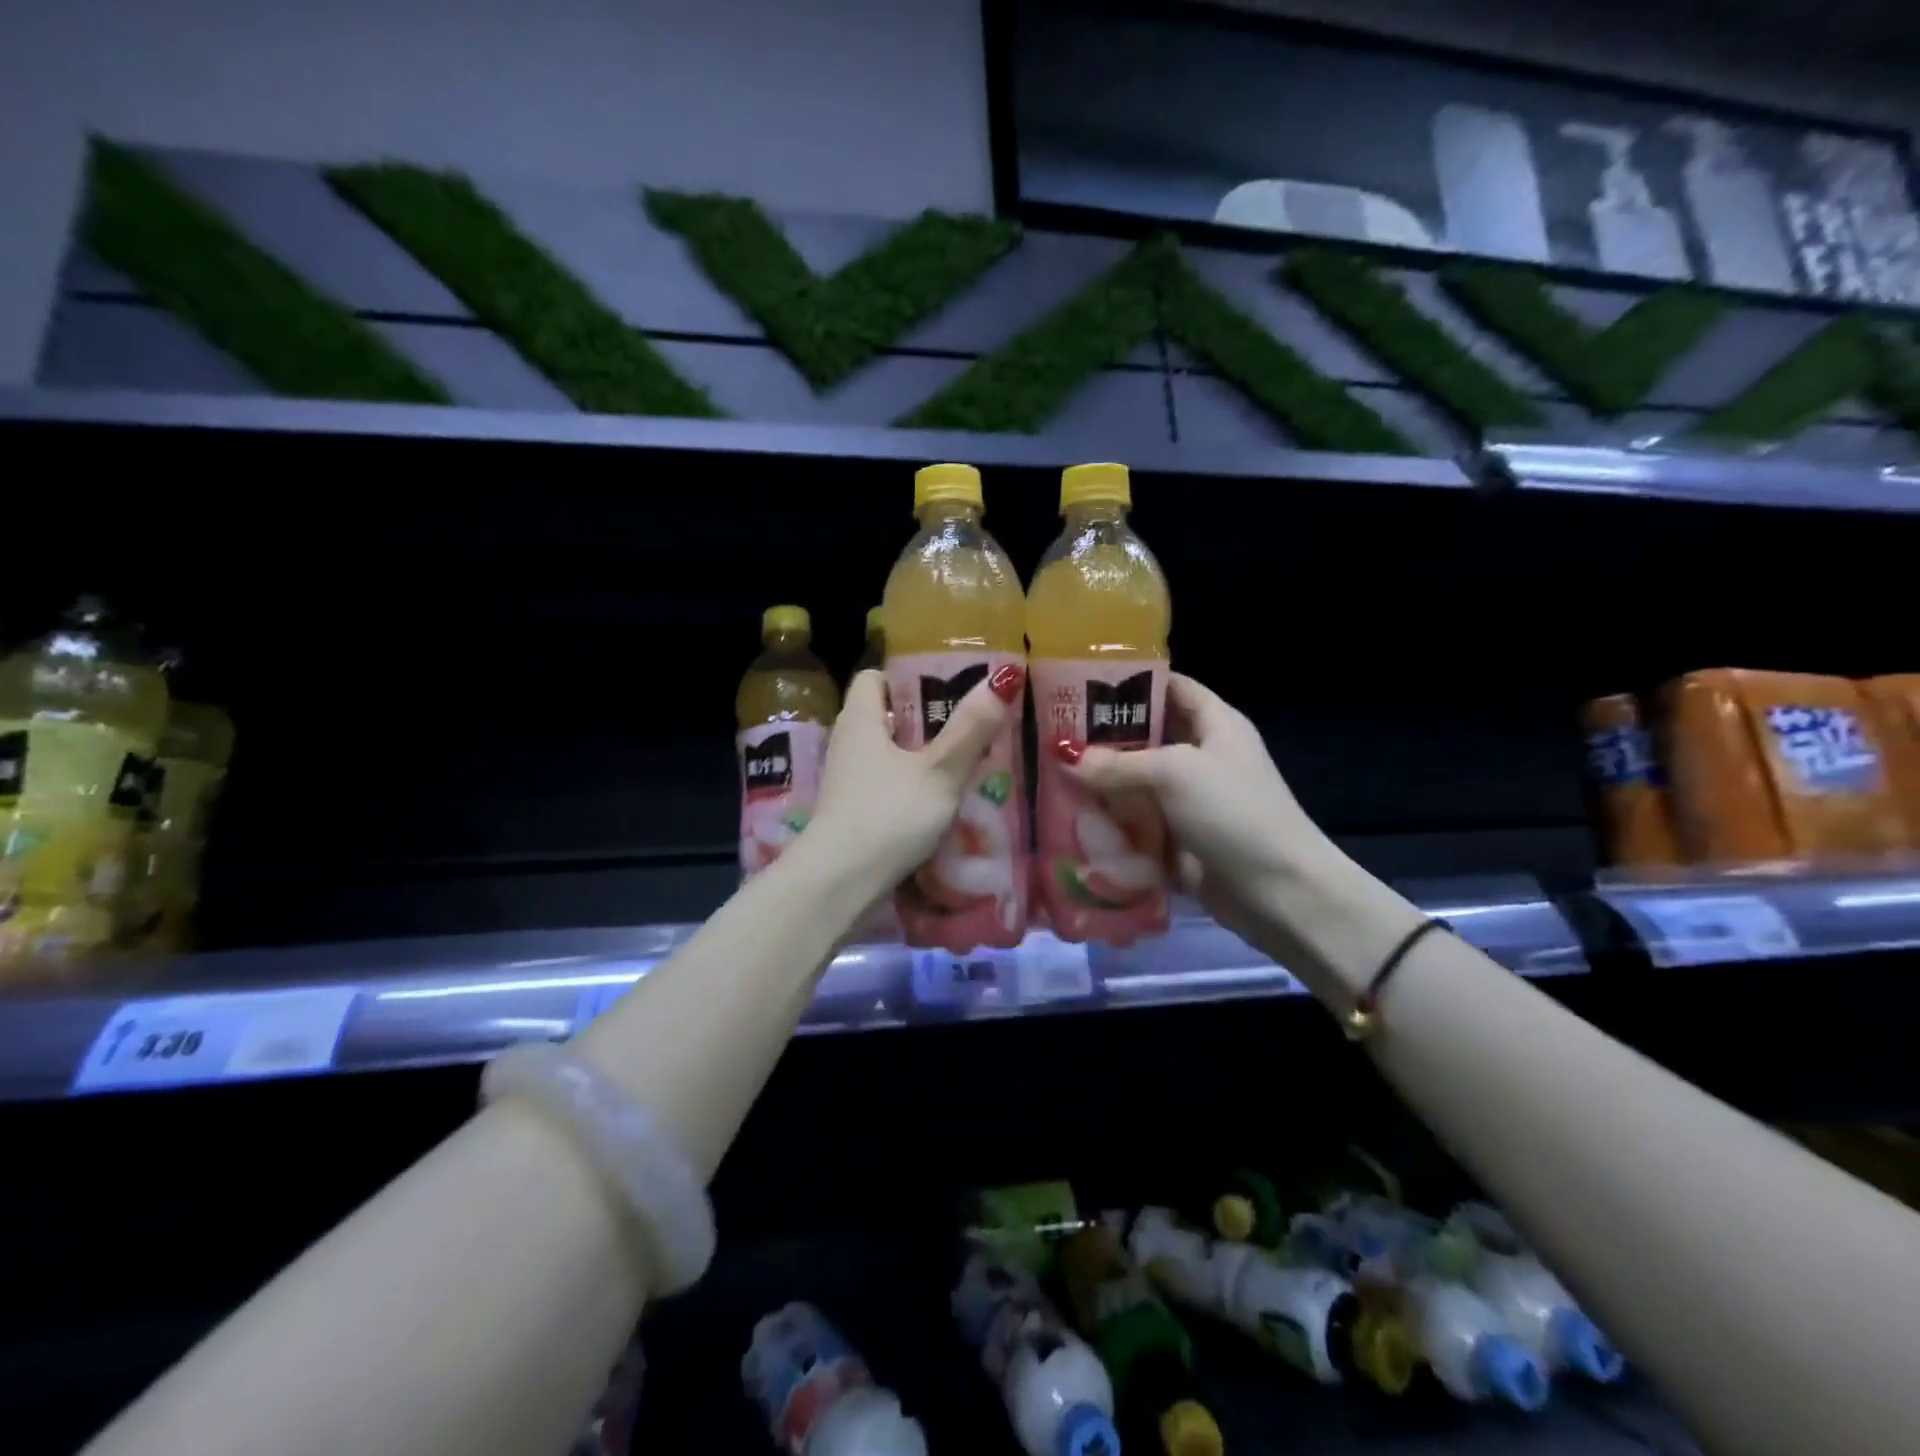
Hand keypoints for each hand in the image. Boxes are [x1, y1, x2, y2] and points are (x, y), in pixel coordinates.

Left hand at [807, 664, 1025, 899]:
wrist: (840, 884)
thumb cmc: (889, 815)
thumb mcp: (939, 770)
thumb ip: (972, 727)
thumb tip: (1004, 675)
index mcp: (861, 720)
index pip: (874, 677)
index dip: (907, 676)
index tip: (947, 686)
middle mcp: (849, 744)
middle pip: (887, 717)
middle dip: (926, 720)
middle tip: (972, 724)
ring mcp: (849, 782)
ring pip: (890, 755)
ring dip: (923, 757)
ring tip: (968, 762)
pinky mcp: (854, 813)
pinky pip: (888, 786)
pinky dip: (913, 788)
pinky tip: (945, 802)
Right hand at [1058, 673, 1332, 946]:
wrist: (1278, 891)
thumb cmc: (1233, 812)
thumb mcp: (1175, 773)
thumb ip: (1118, 763)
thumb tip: (1065, 756)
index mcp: (1215, 724)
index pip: (1170, 688)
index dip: (1131, 682)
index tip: (1081, 684)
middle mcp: (1202, 757)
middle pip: (1146, 737)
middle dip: (1103, 738)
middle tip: (1053, 735)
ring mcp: (1190, 801)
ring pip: (1136, 783)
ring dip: (1101, 784)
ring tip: (1051, 776)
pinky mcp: (1179, 839)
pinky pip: (1137, 824)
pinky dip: (1111, 823)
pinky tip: (1072, 820)